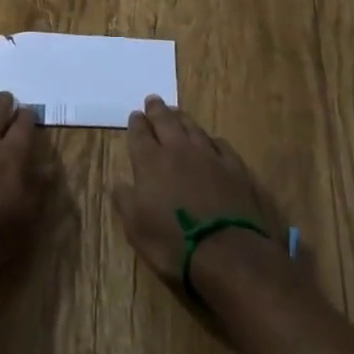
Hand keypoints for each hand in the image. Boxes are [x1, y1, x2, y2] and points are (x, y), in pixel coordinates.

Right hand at [111, 96, 287, 294]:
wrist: (228, 252)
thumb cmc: (174, 243)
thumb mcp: (136, 228)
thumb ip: (124, 200)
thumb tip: (118, 181)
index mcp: (151, 162)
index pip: (140, 135)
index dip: (136, 124)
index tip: (134, 115)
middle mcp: (179, 150)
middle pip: (166, 122)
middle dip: (157, 110)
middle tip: (153, 100)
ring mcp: (209, 156)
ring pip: (193, 128)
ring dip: (182, 118)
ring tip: (177, 112)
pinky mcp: (235, 168)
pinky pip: (219, 145)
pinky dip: (210, 140)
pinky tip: (210, 141)